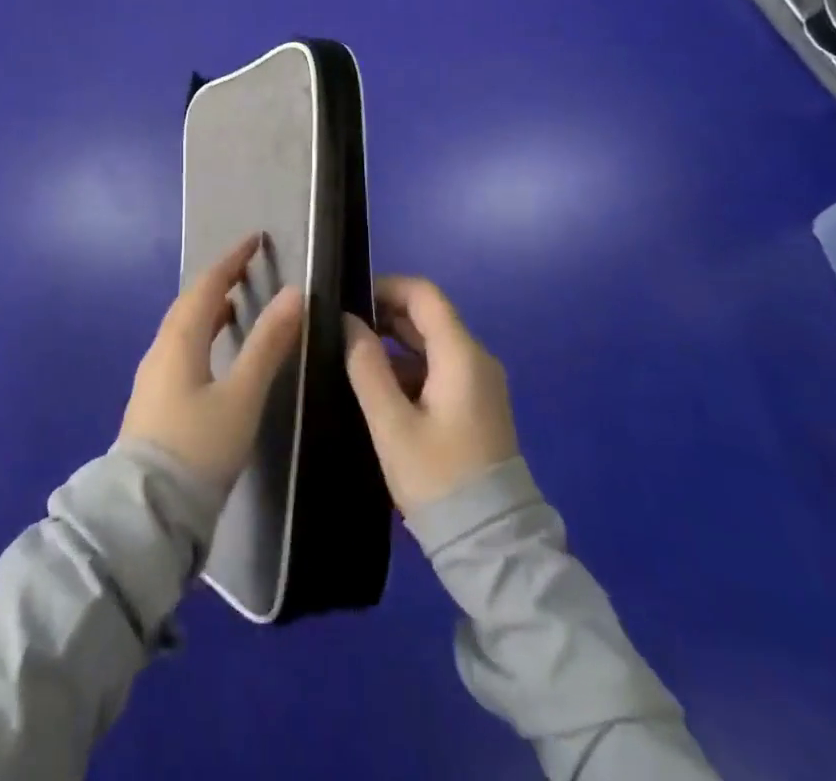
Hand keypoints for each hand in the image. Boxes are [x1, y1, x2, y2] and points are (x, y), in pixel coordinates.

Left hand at [119, 234, 303, 489]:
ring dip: (208, 309)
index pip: (207, 285)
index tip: (255, 240)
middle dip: (218, 281)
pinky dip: (201, 334)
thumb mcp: (242, 396)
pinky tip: (215, 353)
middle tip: (247, 270)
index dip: (231, 260)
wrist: (147, 512)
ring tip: (235, 306)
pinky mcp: (154, 401)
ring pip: (182, 327)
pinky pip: (180, 348)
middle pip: (190, 303)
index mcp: (179, 340)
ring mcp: (153, 377)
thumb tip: (294, 293)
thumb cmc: (199, 447)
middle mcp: (161, 350)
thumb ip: (268, 344)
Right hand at [343, 276, 518, 515]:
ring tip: (352, 358)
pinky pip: (440, 369)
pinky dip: (409, 368)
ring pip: (432, 344)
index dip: (386, 287)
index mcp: (461, 355)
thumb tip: (347, 322)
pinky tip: (379, 389)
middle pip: (429, 316)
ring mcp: (480, 384)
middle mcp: (476, 359)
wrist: (494, 547)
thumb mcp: (392, 425)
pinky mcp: (476, 406)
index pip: (424, 294)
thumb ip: (366, 367)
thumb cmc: (439, 480)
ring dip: (394, 343)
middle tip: (342, 330)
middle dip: (385, 315)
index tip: (349, 300)